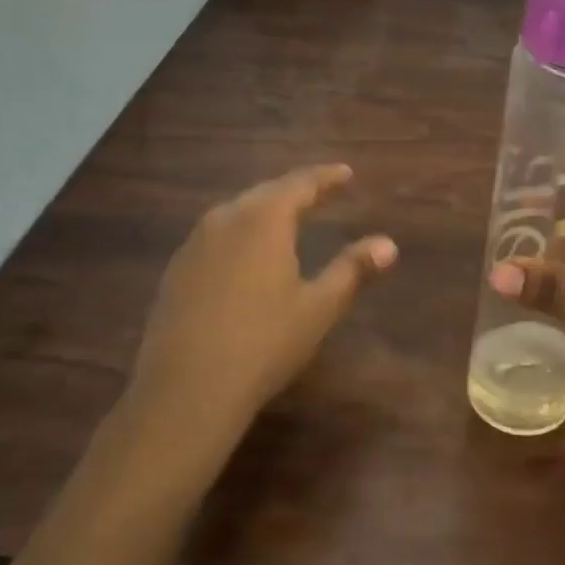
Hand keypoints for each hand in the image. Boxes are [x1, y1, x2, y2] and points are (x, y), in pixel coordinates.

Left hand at [121, 164, 396, 448]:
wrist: (184, 391)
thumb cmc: (263, 343)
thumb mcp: (319, 307)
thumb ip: (353, 269)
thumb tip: (388, 244)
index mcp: (265, 220)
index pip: (301, 183)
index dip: (326, 177)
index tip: (346, 173)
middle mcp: (226, 219)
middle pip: (266, 192)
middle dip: (296, 189)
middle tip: (321, 191)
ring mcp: (195, 244)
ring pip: (237, 212)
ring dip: (265, 209)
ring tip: (287, 216)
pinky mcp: (176, 270)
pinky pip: (216, 235)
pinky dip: (240, 232)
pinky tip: (246, 252)